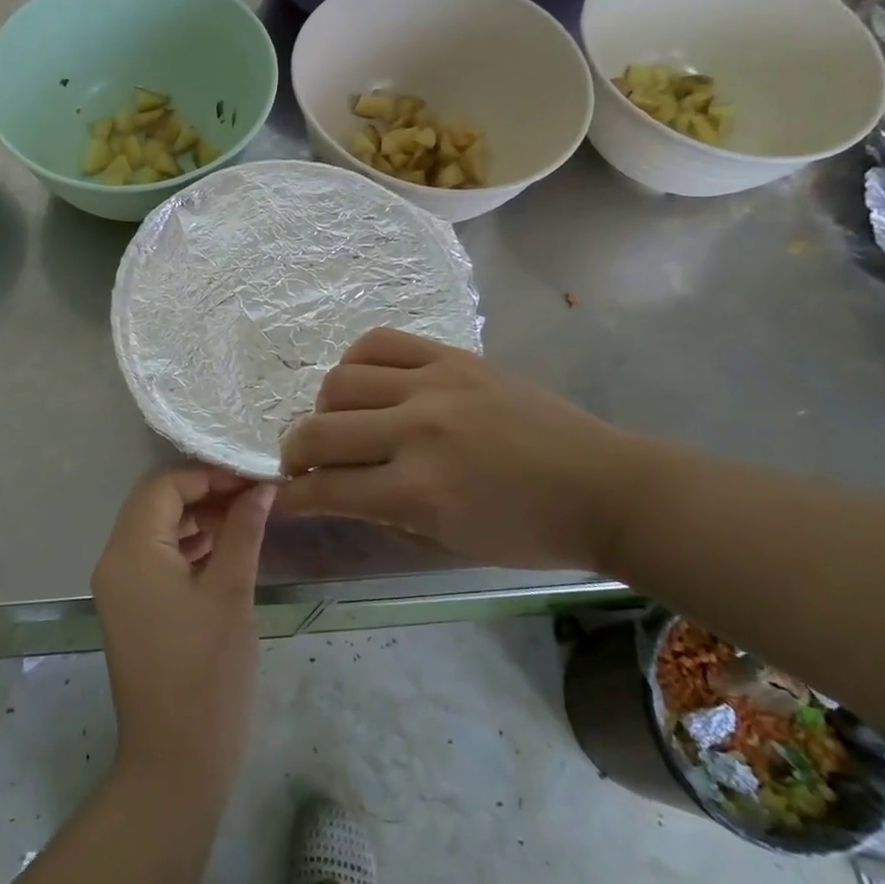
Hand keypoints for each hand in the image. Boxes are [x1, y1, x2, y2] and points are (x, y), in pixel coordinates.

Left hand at [93, 467, 274, 800]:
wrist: (174, 764)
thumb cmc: (206, 674)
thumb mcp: (231, 593)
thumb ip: (243, 531)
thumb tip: (261, 488)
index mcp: (130, 551)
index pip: (163, 486)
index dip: (208, 475)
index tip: (252, 479)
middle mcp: (115, 561)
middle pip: (156, 504)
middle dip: (205, 494)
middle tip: (255, 497)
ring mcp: (120, 588)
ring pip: (157, 531)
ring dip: (199, 520)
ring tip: (248, 519)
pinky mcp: (133, 609)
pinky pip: (158, 560)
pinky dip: (190, 548)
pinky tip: (228, 550)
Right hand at [279, 329, 652, 571]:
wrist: (603, 485)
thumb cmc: (530, 530)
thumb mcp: (450, 540)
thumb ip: (384, 512)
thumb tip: (334, 488)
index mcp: (419, 491)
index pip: (326, 488)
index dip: (291, 497)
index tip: (281, 497)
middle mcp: (417, 430)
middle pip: (319, 430)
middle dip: (293, 452)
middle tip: (301, 463)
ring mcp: (434, 384)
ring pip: (340, 380)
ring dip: (324, 408)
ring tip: (340, 422)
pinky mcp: (452, 355)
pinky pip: (379, 342)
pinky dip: (356, 362)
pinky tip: (365, 382)